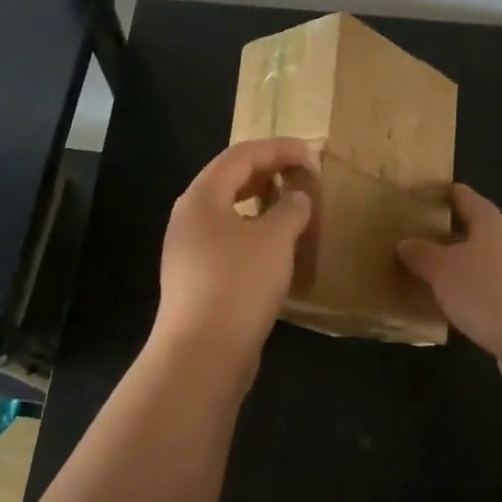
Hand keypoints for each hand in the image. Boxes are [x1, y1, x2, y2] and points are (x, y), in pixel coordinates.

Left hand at [153, 138, 317, 365]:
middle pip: (230, 178)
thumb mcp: (275, 240)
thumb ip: (291, 209)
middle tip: (304, 173)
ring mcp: (189, 247)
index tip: (313, 152)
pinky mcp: (196, 276)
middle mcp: (189, 215)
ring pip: (228, 209)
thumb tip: (298, 197)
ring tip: (293, 203)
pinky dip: (253, 228)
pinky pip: (227, 236)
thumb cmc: (239, 284)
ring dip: (261, 200)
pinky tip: (275, 243)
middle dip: (269, 170)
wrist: (202, 353)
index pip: (242, 155)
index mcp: (202, 196)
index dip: (279, 148)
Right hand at [398, 185, 501, 392]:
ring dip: (460, 271)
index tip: (423, 192)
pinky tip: (452, 312)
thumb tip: (405, 243)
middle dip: (449, 235)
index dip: (445, 193)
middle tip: (414, 238)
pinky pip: (491, 299)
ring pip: (484, 268)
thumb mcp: (443, 270)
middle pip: (477, 233)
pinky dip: (472, 301)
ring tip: (427, 276)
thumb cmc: (491, 292)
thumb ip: (421, 254)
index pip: (466, 198)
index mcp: (493, 224)